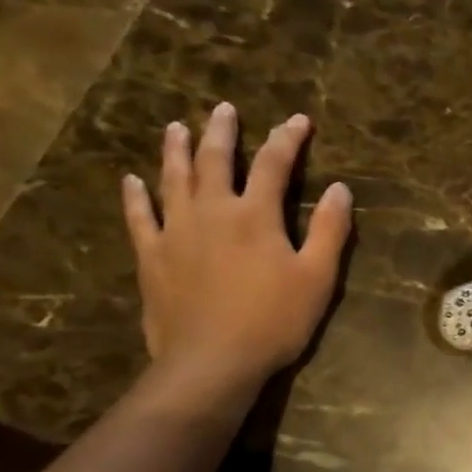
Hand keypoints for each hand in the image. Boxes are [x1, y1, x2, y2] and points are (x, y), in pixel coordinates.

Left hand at [122, 104, 351, 411]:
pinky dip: (134, 196)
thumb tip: (341, 189)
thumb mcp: (318, 278)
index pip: (273, 164)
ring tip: (176, 127)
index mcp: (255, 215)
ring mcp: (175, 231)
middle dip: (221, 131)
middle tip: (223, 109)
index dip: (287, 139)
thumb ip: (331, 231)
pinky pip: (139, 217)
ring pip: (172, 179)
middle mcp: (212, 211)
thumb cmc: (274, 321)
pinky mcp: (151, 256)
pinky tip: (130, 181)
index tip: (298, 120)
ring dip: (175, 150)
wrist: (212, 361)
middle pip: (214, 160)